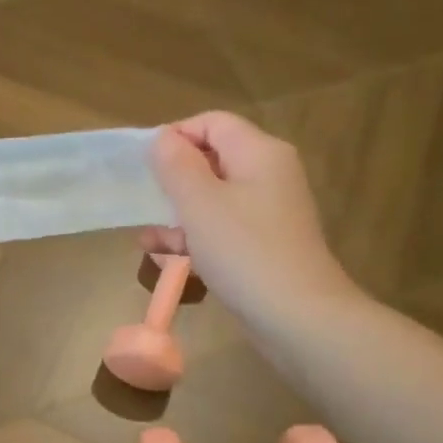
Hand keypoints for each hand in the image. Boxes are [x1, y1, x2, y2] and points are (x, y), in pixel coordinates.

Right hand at [144, 112, 360, 334]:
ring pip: (214, 199)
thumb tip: (163, 138)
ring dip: (178, 213)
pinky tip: (163, 255)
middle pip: (213, 160)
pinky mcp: (264, 246)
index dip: (176, 136)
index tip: (145, 165)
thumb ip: (176, 164)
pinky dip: (195, 237)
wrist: (298, 319)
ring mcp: (268, 213)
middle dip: (174, 179)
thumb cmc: (244, 252)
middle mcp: (269, 175)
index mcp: (259, 153)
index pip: (212, 123)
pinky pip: (223, 229)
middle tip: (143, 199)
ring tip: (145, 236)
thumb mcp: (199, 203)